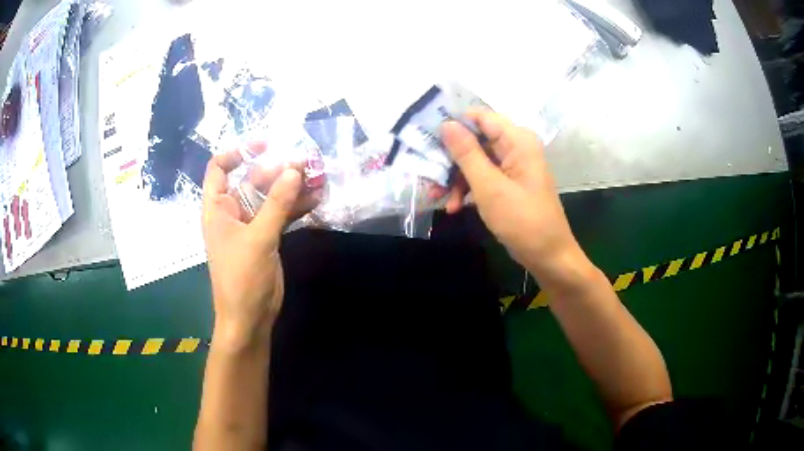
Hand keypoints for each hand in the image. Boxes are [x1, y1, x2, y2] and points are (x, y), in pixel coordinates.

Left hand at [202, 143, 316, 350]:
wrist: (249, 317)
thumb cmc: (242, 278)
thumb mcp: (258, 238)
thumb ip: (276, 204)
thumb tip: (294, 170)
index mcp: (218, 208)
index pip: (219, 169)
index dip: (238, 152)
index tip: (265, 145)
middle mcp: (233, 212)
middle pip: (252, 180)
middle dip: (278, 170)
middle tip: (307, 163)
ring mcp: (251, 225)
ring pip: (271, 197)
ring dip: (292, 188)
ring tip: (318, 177)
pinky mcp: (267, 238)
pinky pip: (282, 214)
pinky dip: (297, 207)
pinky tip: (317, 199)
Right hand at [441, 110, 584, 278]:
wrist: (548, 256)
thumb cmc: (522, 221)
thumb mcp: (489, 187)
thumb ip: (466, 153)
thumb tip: (446, 124)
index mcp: (517, 140)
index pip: (479, 116)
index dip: (453, 124)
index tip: (427, 138)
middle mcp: (515, 146)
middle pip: (475, 139)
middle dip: (450, 158)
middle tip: (427, 174)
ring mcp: (512, 165)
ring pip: (475, 160)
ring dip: (455, 178)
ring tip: (438, 198)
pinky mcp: (509, 182)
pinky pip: (483, 176)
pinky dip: (467, 189)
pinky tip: (454, 207)